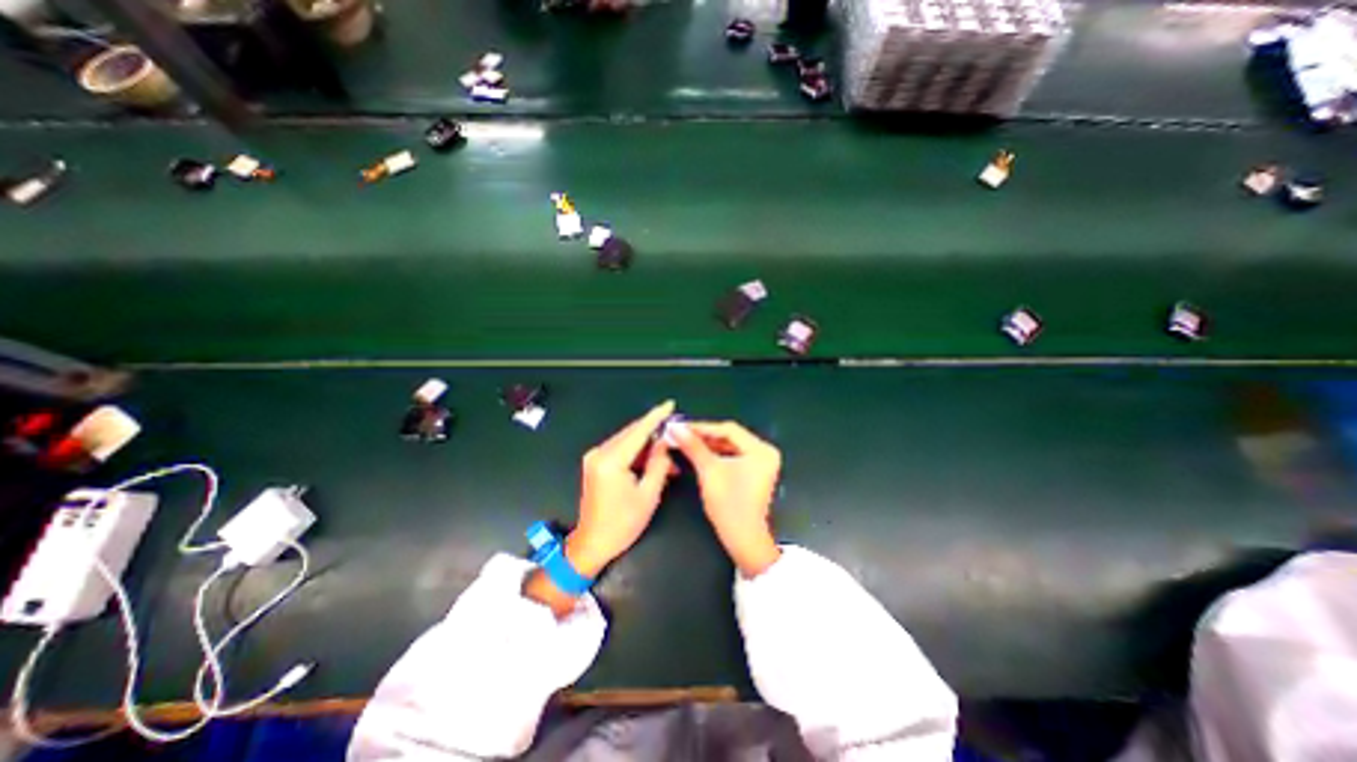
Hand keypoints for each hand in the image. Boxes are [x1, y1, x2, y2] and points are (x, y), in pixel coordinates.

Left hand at [520, 401, 674, 615]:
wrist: (592, 543)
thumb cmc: (623, 523)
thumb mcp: (648, 495)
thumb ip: (658, 464)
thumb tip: (665, 442)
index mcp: (611, 461)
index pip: (638, 431)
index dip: (656, 417)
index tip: (670, 404)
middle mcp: (599, 453)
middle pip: (631, 433)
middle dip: (654, 431)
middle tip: (675, 432)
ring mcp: (594, 457)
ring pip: (626, 441)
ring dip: (647, 445)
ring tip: (668, 454)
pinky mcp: (595, 463)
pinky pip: (620, 449)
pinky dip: (637, 453)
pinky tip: (652, 460)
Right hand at [670, 421, 778, 574]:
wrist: (743, 540)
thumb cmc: (729, 504)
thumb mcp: (709, 471)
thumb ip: (693, 446)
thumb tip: (675, 427)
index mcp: (760, 449)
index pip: (728, 429)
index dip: (702, 427)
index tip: (680, 426)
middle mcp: (765, 452)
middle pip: (730, 436)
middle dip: (704, 435)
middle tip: (681, 433)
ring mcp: (761, 462)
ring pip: (730, 445)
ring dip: (709, 444)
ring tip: (686, 441)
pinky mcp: (754, 472)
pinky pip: (733, 456)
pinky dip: (716, 454)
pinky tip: (699, 453)